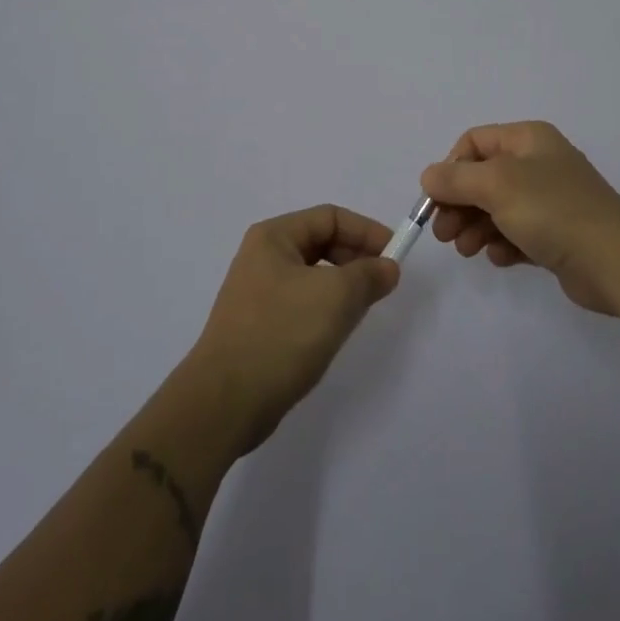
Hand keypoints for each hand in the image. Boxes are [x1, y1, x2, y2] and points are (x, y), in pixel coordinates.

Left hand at [185, 204, 400, 453]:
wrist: (224, 403)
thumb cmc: (281, 335)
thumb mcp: (335, 298)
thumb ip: (368, 275)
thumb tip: (388, 267)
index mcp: (273, 237)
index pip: (330, 217)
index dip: (366, 231)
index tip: (395, 257)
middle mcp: (262, 256)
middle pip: (320, 242)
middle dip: (356, 258)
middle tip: (383, 283)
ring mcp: (257, 292)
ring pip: (313, 275)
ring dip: (343, 285)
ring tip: (364, 308)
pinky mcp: (259, 325)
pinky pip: (302, 302)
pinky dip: (326, 308)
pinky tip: (337, 330)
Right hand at [421, 121, 619, 315]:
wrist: (616, 262)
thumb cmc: (553, 211)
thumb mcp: (496, 186)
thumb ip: (455, 179)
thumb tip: (429, 176)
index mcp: (528, 139)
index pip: (474, 143)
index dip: (451, 168)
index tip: (437, 199)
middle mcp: (539, 163)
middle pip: (483, 178)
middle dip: (459, 204)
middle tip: (443, 234)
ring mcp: (550, 200)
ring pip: (497, 209)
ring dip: (475, 227)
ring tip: (467, 250)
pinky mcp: (558, 235)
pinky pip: (518, 234)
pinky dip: (502, 244)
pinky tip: (499, 259)